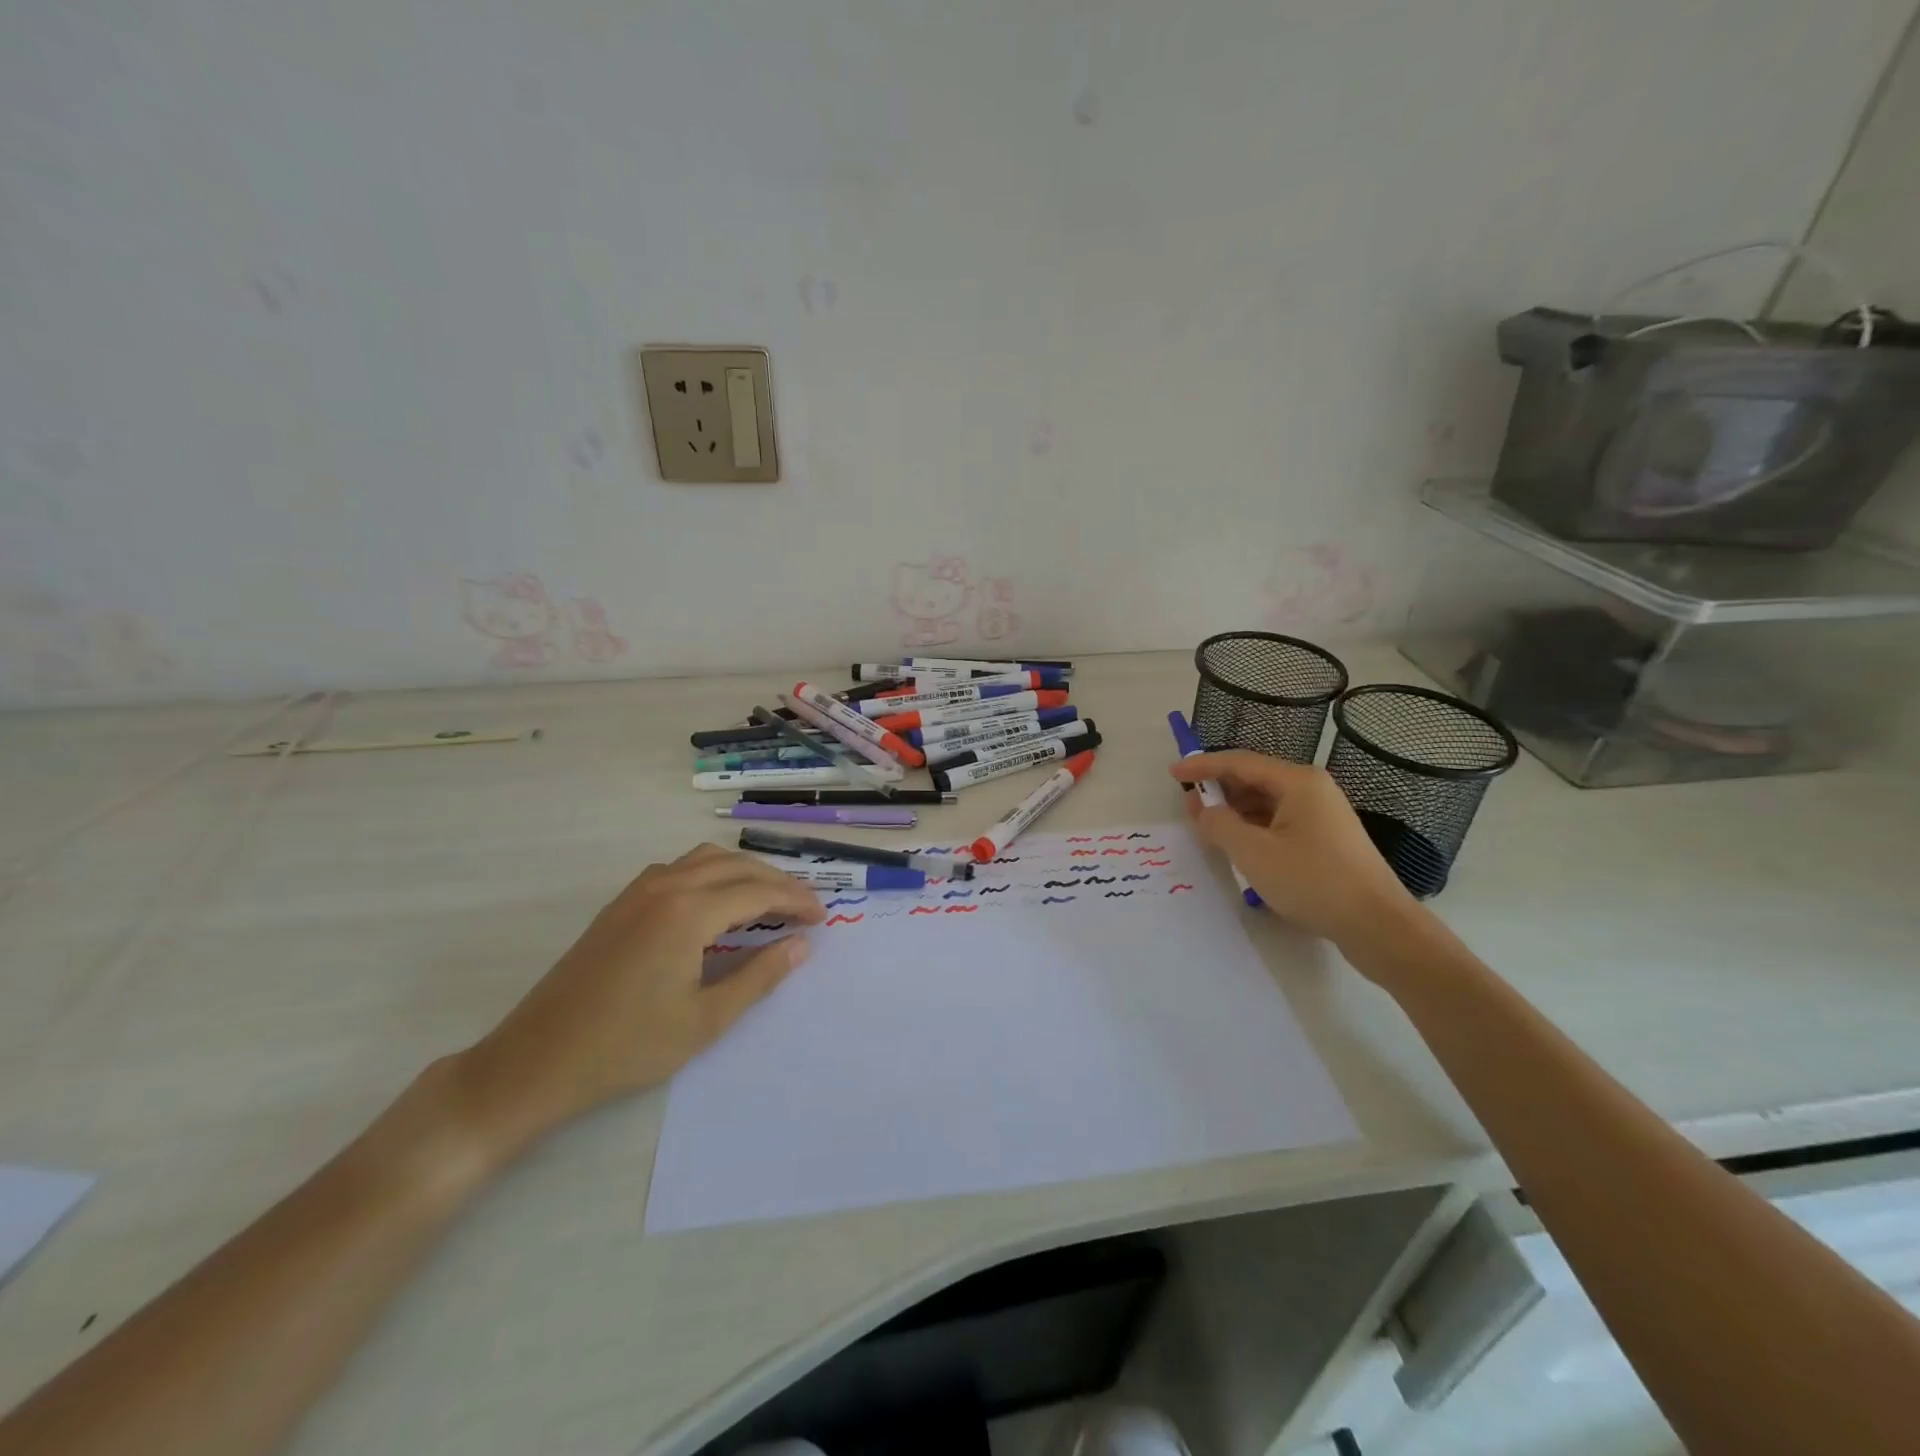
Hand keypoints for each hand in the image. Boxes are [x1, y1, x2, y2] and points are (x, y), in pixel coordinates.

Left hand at [454, 844, 825, 1159]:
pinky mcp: (620, 905)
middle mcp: (665, 887)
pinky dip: (712, 874)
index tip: (823, 917)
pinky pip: (679, 869)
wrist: (535, 1062)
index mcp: (687, 913)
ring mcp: (637, 892)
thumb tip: (801, 945)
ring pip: (705, 859)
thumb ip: (759, 977)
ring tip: (769, 900)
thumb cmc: (626, 1047)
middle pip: (735, 866)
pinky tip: (717, 905)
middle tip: (805, 908)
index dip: (795, 900)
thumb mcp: (705, 1021)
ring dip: (743, 872)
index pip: (758, 892)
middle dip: (776, 882)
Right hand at [1169, 751, 1417, 945]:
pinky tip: (1239, 846)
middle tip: (1189, 805)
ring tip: (1208, 828)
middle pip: (1255, 779)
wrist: (1377, 925)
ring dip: (1235, 811)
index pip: (1240, 762)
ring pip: (1267, 803)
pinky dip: (1254, 827)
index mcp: (1297, 782)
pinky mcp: (1327, 839)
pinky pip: (1280, 822)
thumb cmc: (1312, 881)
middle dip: (1219, 790)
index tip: (1173, 773)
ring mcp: (1323, 815)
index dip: (1203, 766)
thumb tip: (1205, 810)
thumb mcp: (1253, 852)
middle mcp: (1313, 789)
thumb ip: (1219, 824)